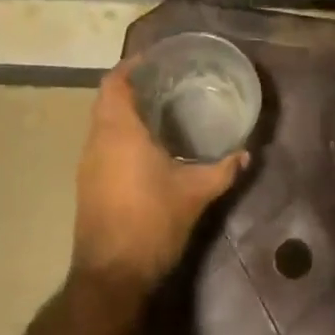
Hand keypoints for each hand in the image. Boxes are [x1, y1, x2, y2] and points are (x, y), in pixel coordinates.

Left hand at [70, 58, 248, 293]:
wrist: (111, 274)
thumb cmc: (152, 222)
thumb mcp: (195, 194)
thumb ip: (223, 170)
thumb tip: (246, 152)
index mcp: (119, 132)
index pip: (115, 82)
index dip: (132, 66)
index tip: (157, 60)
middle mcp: (97, 141)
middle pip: (108, 100)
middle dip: (133, 88)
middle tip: (168, 83)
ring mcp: (88, 164)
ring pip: (103, 124)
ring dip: (126, 113)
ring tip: (163, 111)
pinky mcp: (88, 185)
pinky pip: (103, 145)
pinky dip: (121, 137)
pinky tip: (149, 148)